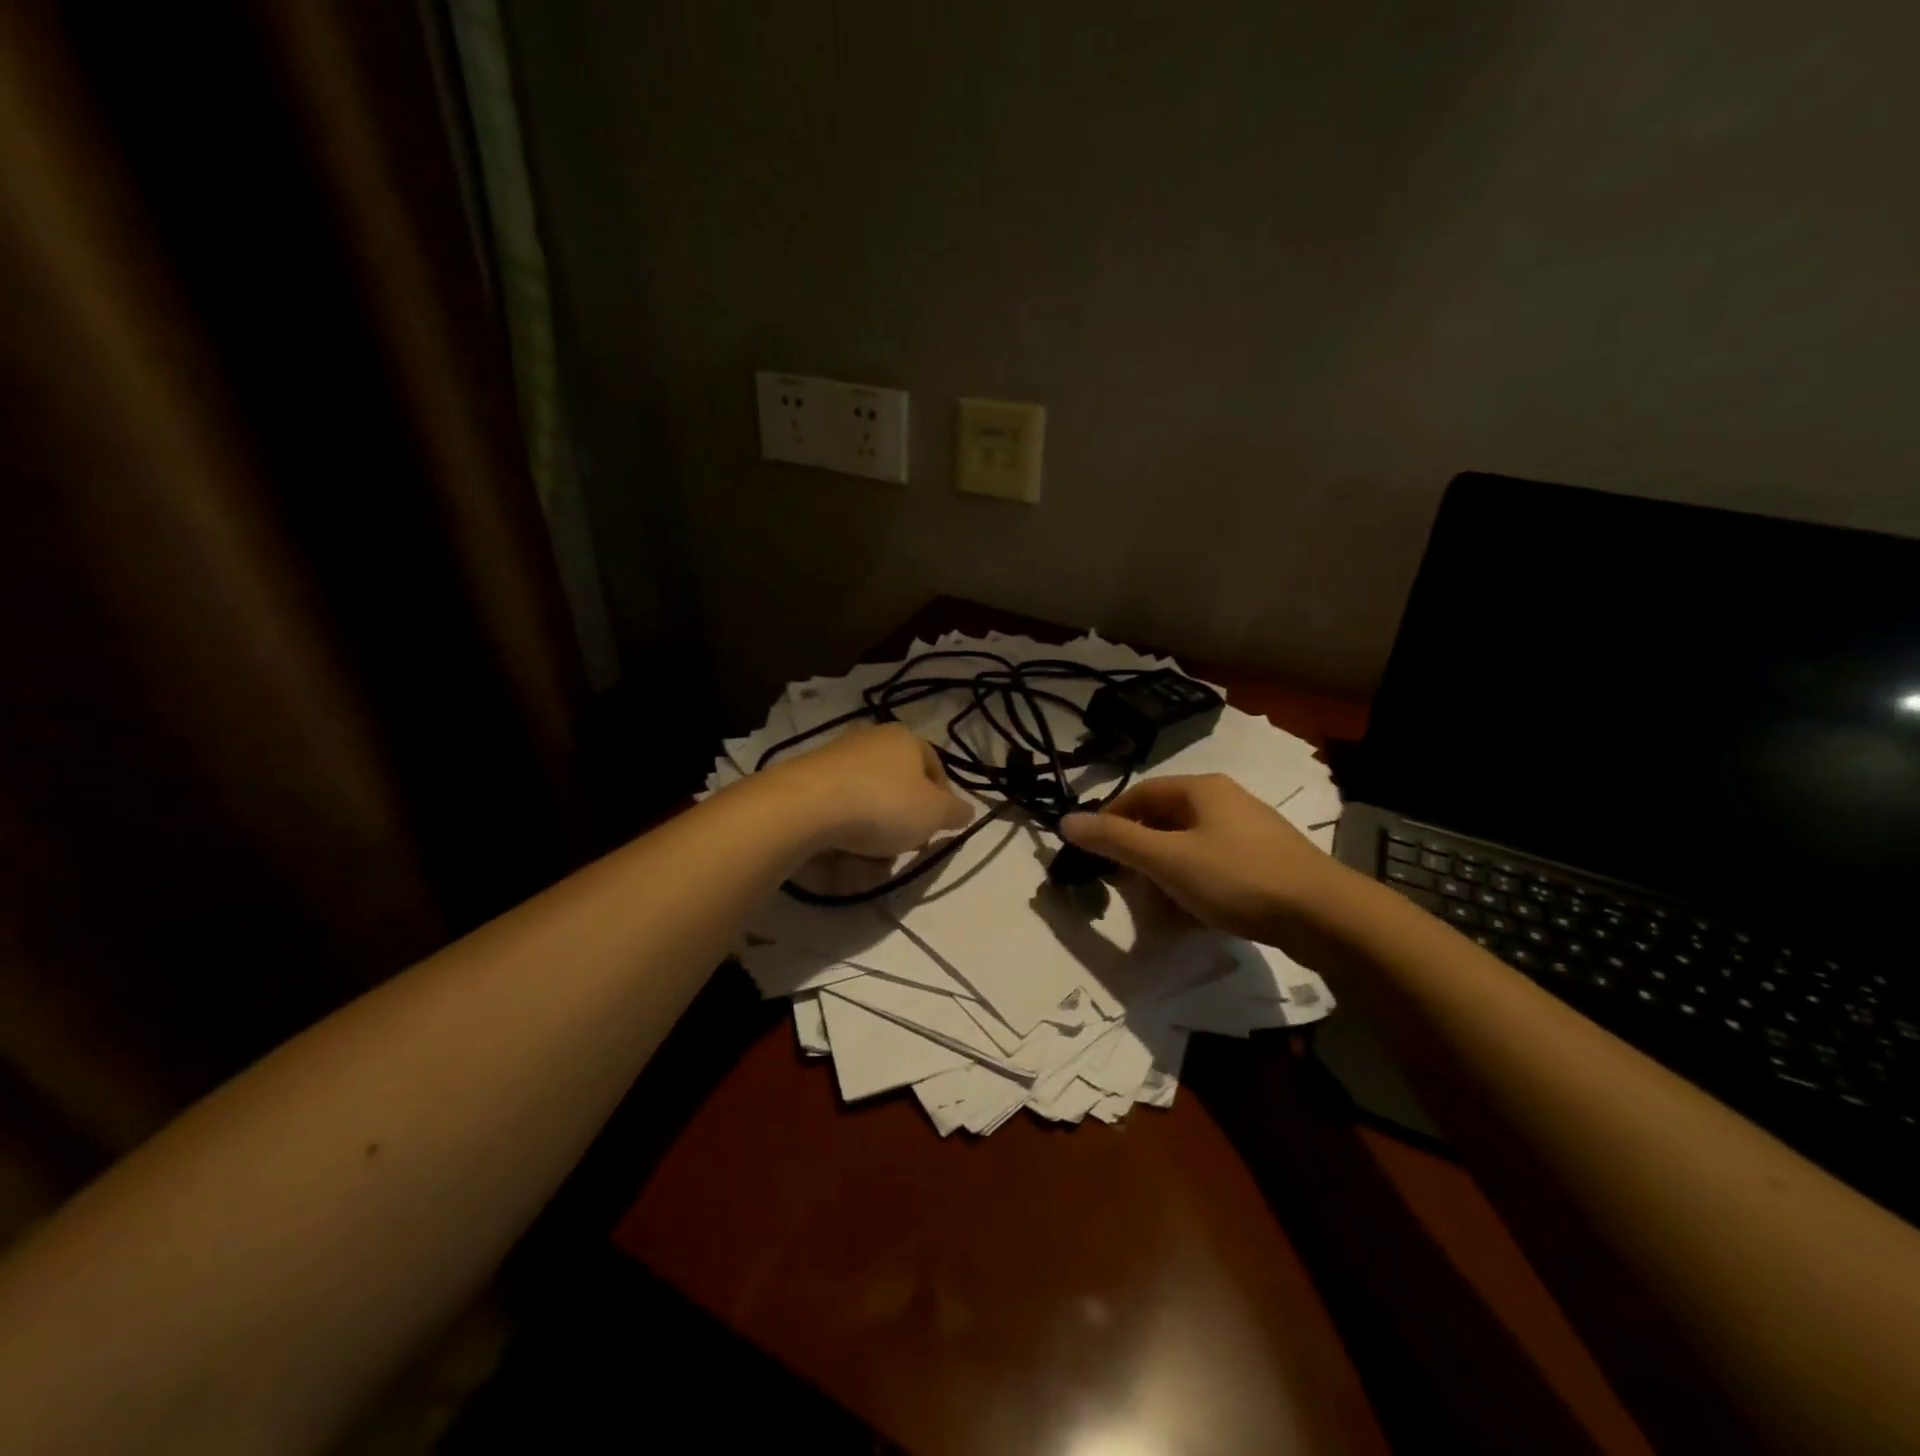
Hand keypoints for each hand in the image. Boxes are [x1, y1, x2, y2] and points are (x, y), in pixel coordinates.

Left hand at [767, 723, 973, 857]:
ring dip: (872, 833)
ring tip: (869, 860)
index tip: (938, 830)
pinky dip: (842, 833)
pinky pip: (836, 811)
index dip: (942, 801)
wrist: (806, 806)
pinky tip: (840, 855)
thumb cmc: (883, 804)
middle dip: (903, 821)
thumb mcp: (935, 814)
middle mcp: (870, 739)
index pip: (935, 767)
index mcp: (905, 738)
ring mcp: (835, 758)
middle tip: (903, 847)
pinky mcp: (807, 780)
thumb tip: (966, 811)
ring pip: (867, 802)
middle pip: (899, 787)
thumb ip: (955, 812)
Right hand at [1058, 774, 1350, 944]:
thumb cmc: (1237, 877)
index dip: (1110, 822)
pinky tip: (1193, 920)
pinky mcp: (1265, 862)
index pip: (1139, 795)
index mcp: (1200, 789)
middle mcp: (1224, 802)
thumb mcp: (1167, 859)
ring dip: (1165, 880)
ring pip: (1187, 850)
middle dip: (1140, 860)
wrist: (1325, 916)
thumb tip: (1066, 820)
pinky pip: (1213, 869)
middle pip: (1162, 824)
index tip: (1094, 856)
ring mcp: (1248, 832)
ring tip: (1161, 915)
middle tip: (1129, 892)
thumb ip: (1115, 840)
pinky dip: (1194, 890)